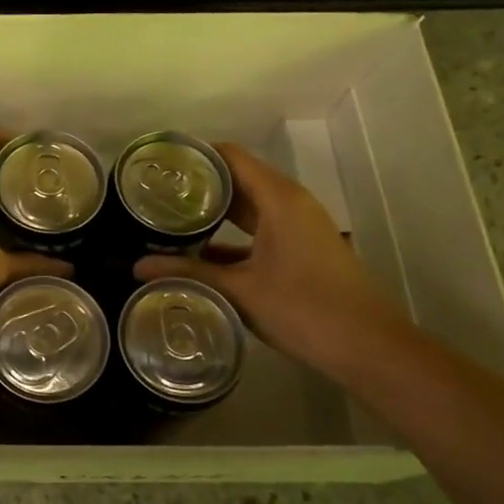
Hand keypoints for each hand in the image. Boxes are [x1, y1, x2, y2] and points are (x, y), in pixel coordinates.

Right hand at [134, 142, 400, 369]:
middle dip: (199, 186)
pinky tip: (200, 254)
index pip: (231, 157)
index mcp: (278, 199)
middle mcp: (290, 203)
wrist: (366, 347)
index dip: (196, 155)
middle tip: (155, 194)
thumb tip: (136, 267)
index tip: (160, 165)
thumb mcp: (239, 290)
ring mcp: (299, 227)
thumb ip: (187, 274)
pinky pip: (260, 230)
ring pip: (249, 208)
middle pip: (238, 179)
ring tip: (169, 220)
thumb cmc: (303, 308)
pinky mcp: (301, 249)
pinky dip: (232, 236)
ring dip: (214, 213)